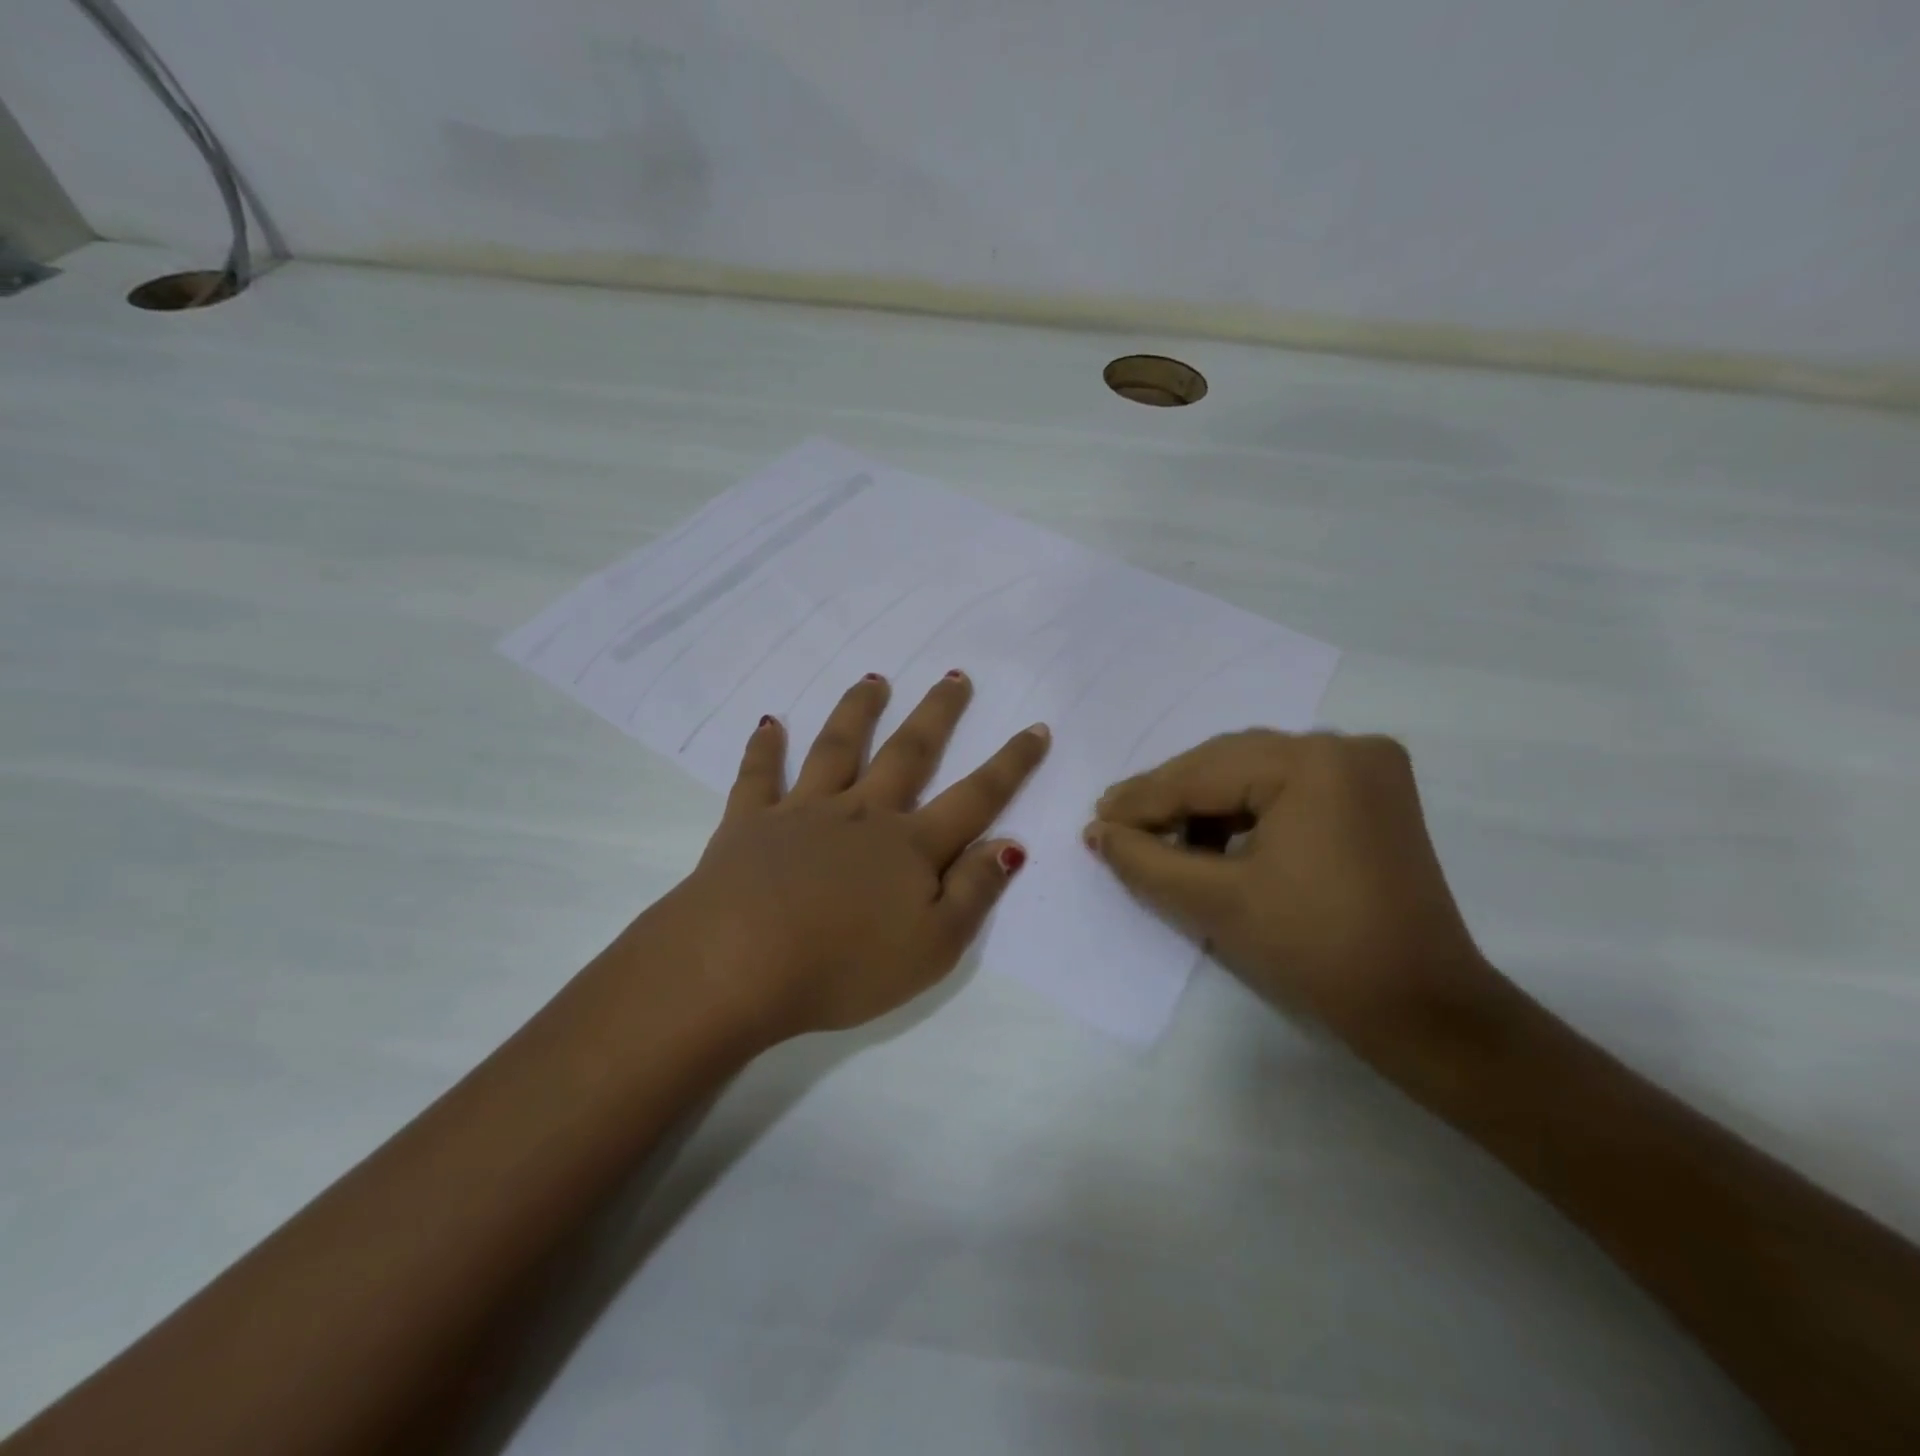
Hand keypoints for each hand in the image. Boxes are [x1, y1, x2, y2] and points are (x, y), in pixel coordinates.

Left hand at [661, 672, 1048, 1043]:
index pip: (975, 797)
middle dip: (938, 714)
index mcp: (909, 846)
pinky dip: (764, 749)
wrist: (739, 964)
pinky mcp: (750, 823)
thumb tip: (1010, 844)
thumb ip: (974, 892)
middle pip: (909, 753)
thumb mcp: (932, 947)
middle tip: (956, 676)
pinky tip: (768, 724)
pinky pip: (759, 776)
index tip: (1036, 728)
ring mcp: (804, 812)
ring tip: (873, 679)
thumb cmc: (844, 967)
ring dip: (858, 711)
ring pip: (838, 748)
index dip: (1011, 764)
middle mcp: (862, 815)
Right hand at [1086, 731, 1501, 1056]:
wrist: (1422, 1009)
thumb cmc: (1315, 950)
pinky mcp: (1374, 795)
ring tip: (1161, 838)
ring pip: (1256, 773)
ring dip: (1206, 803)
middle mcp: (1344, 747)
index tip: (1096, 820)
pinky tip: (1214, 840)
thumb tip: (1097, 832)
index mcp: (1312, 762)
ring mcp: (1367, 768)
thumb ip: (1146, 860)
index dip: (1143, 800)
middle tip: (1118, 824)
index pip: (1203, 773)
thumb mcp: (1216, 901)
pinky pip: (1288, 788)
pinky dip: (1246, 811)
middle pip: (1229, 764)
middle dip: (1171, 797)